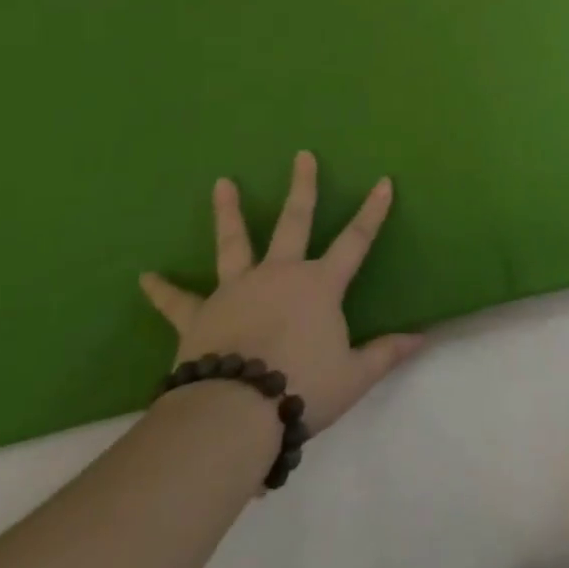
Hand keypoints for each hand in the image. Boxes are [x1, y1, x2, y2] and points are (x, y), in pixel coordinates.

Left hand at [139, 152, 423, 435]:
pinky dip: (163, 290)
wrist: (233, 413)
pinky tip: (145, 277)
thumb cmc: (301, 388)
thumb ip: (386, 353)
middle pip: (293, 222)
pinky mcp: (200, 315)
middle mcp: (280, 274)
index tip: (383, 181)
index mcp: (319, 285)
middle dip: (302, 186)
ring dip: (227, 213)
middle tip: (302, 155)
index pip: (356, 240)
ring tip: (221, 183)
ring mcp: (237, 290)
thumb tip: (424, 337)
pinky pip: (179, 301)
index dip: (373, 211)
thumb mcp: (354, 376)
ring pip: (234, 243)